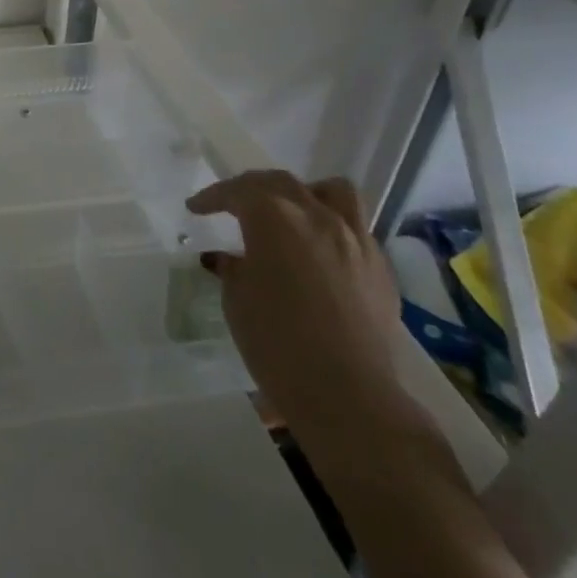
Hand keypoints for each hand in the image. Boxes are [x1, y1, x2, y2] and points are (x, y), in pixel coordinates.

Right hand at [189, 171, 417, 448]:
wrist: (348, 394)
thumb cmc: (276, 342)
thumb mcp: (237, 299)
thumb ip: (234, 268)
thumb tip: (230, 259)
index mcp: (274, 217)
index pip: (238, 191)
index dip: (213, 197)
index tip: (196, 209)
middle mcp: (317, 216)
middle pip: (282, 183)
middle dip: (252, 188)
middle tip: (234, 205)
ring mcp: (355, 239)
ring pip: (333, 191)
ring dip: (305, 194)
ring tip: (291, 213)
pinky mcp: (380, 268)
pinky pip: (354, 228)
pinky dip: (331, 228)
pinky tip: (319, 254)